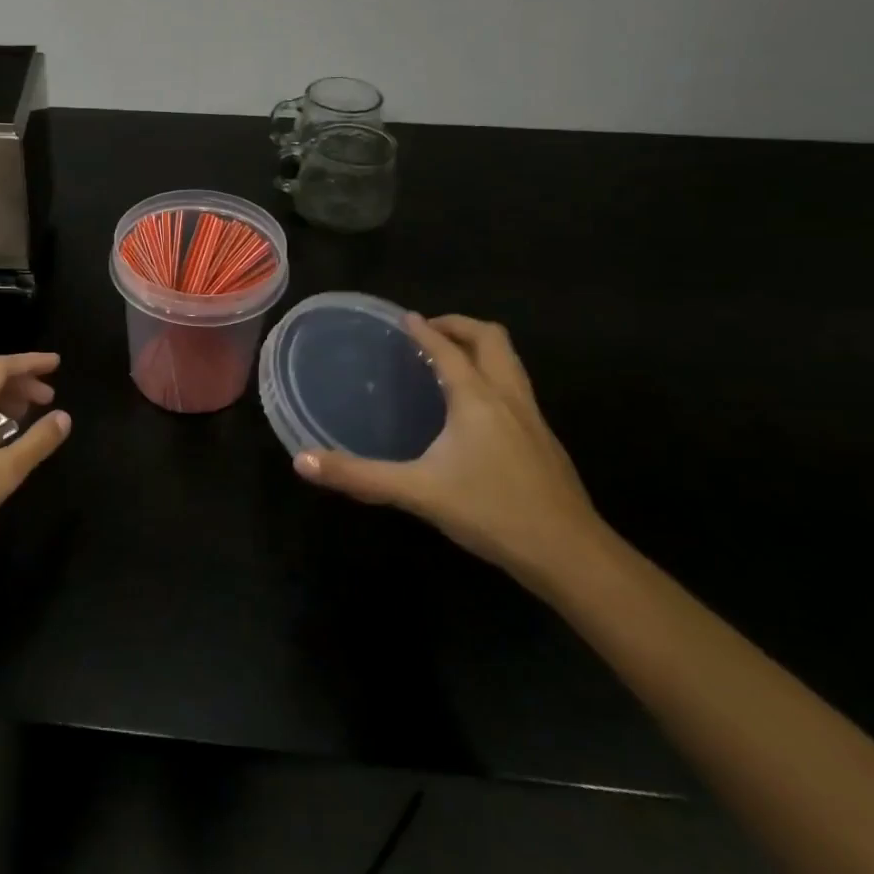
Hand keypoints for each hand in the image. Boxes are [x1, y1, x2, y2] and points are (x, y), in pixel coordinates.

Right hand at [293, 314, 602, 589]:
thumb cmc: (492, 512)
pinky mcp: (544, 441)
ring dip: (480, 348)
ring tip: (449, 361)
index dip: (424, 330)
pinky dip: (492, 377)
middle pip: (491, 339)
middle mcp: (507, 396)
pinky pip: (515, 387)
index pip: (448, 349)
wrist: (571, 555)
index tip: (404, 318)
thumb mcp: (417, 493)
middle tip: (429, 332)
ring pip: (510, 362)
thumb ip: (359, 476)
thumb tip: (302, 462)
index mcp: (477, 398)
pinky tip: (474, 410)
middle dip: (460, 325)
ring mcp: (532, 418)